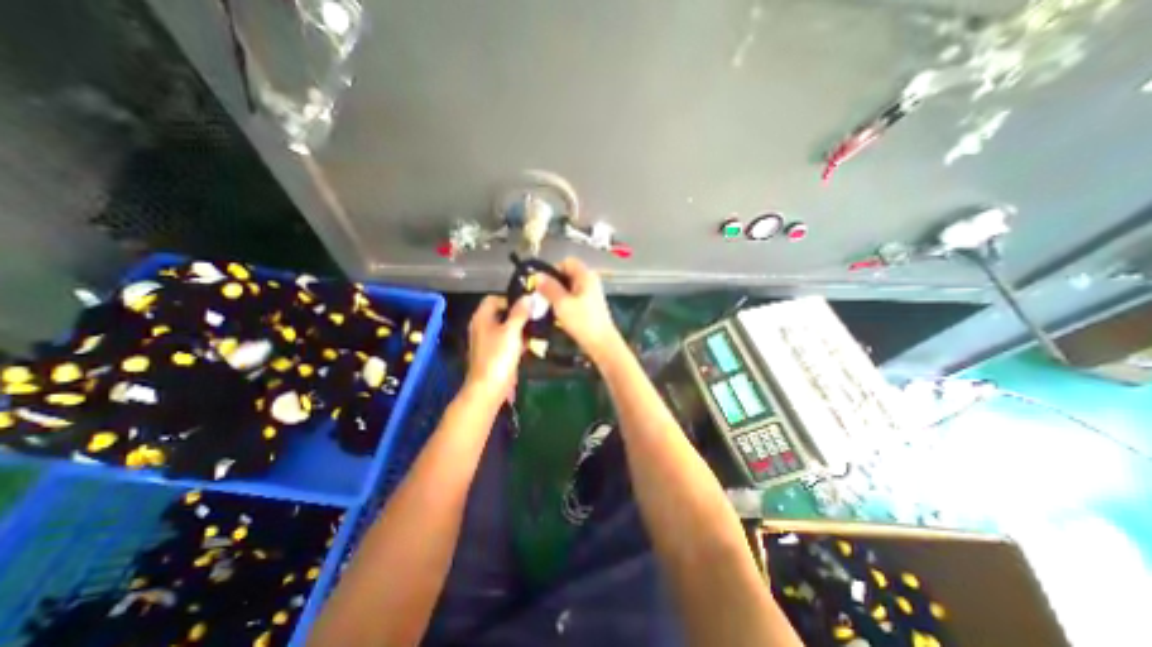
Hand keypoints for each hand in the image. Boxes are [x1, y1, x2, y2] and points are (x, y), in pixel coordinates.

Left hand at [462, 297, 529, 405]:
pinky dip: (521, 339)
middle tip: (538, 313)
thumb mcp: (511, 331)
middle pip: (502, 313)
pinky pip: (510, 340)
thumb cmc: (498, 356)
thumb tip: (528, 297)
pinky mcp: (498, 353)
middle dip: (520, 312)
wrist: (490, 388)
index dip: (511, 298)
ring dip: (522, 326)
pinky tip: (535, 341)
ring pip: (508, 327)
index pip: (494, 299)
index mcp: (482, 318)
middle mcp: (484, 327)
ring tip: (540, 325)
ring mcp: (491, 341)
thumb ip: (520, 313)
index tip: (528, 303)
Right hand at [537, 255, 621, 362]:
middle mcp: (590, 281)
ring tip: (548, 306)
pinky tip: (558, 313)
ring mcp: (591, 293)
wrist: (601, 343)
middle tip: (542, 296)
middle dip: (553, 283)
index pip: (566, 262)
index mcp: (585, 276)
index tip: (543, 284)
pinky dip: (564, 302)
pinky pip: (573, 297)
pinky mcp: (590, 305)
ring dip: (557, 294)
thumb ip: (549, 287)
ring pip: (569, 287)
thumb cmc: (582, 321)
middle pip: (567, 274)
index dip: (553, 270)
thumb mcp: (561, 303)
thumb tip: (537, 275)